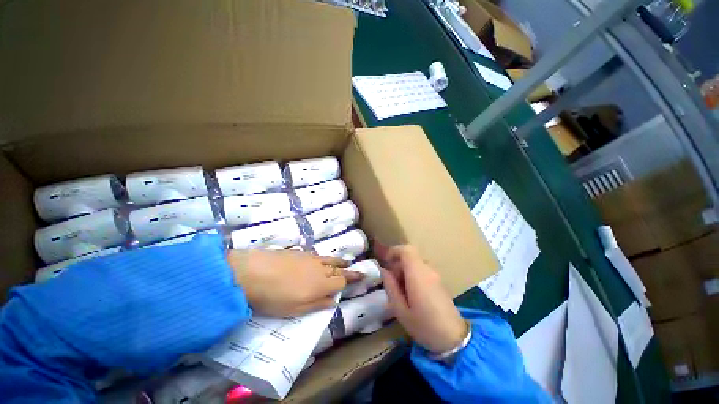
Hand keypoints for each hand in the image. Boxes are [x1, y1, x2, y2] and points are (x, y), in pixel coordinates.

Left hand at [227, 250, 362, 316]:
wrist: (252, 272)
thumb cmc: (273, 297)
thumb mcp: (295, 309)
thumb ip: (317, 304)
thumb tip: (334, 301)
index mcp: (321, 284)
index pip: (341, 280)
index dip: (350, 280)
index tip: (360, 278)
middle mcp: (319, 268)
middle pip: (338, 268)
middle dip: (348, 270)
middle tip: (356, 270)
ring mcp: (309, 258)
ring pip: (329, 259)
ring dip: (339, 261)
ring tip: (345, 261)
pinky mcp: (299, 252)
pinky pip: (318, 255)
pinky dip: (324, 258)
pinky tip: (321, 261)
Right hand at [378, 245, 467, 353]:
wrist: (454, 340)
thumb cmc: (425, 326)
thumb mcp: (401, 310)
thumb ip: (391, 287)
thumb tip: (384, 271)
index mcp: (418, 274)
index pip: (406, 250)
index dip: (394, 251)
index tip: (385, 262)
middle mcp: (428, 270)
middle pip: (410, 257)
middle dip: (397, 265)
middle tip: (391, 283)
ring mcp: (435, 275)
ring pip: (415, 264)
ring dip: (404, 271)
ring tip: (400, 291)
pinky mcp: (439, 282)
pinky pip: (422, 271)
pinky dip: (412, 276)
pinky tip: (411, 294)